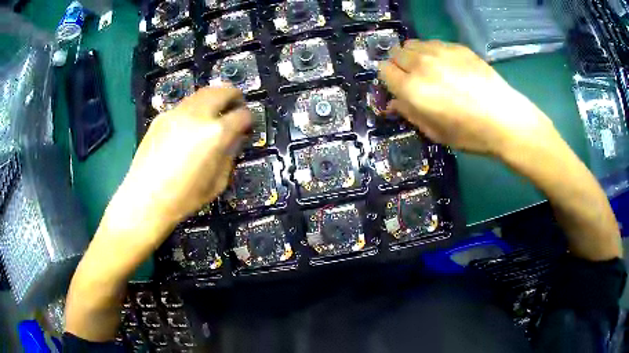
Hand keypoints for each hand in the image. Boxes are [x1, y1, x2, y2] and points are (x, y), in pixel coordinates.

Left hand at [108, 86, 250, 241]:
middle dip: (234, 96)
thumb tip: (236, 137)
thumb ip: (230, 154)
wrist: (145, 200)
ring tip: (214, 113)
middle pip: (222, 90)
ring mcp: (176, 113)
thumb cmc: (185, 198)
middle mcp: (197, 115)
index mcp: (215, 134)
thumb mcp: (218, 182)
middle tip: (236, 106)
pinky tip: (190, 126)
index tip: (247, 125)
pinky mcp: (161, 117)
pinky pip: (184, 105)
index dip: (249, 119)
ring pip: (202, 93)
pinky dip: (195, 109)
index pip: (242, 114)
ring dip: (214, 99)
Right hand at [378, 40, 558, 156]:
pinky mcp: (457, 47)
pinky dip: (433, 52)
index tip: (399, 88)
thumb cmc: (470, 134)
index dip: (389, 79)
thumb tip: (394, 103)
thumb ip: (410, 114)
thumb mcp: (435, 133)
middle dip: (400, 65)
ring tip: (431, 70)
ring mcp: (440, 52)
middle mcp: (421, 64)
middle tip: (415, 79)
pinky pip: (434, 43)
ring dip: (415, 56)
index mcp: (412, 88)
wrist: (505, 119)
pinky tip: (449, 67)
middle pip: (396, 53)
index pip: (384, 70)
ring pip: (413, 44)